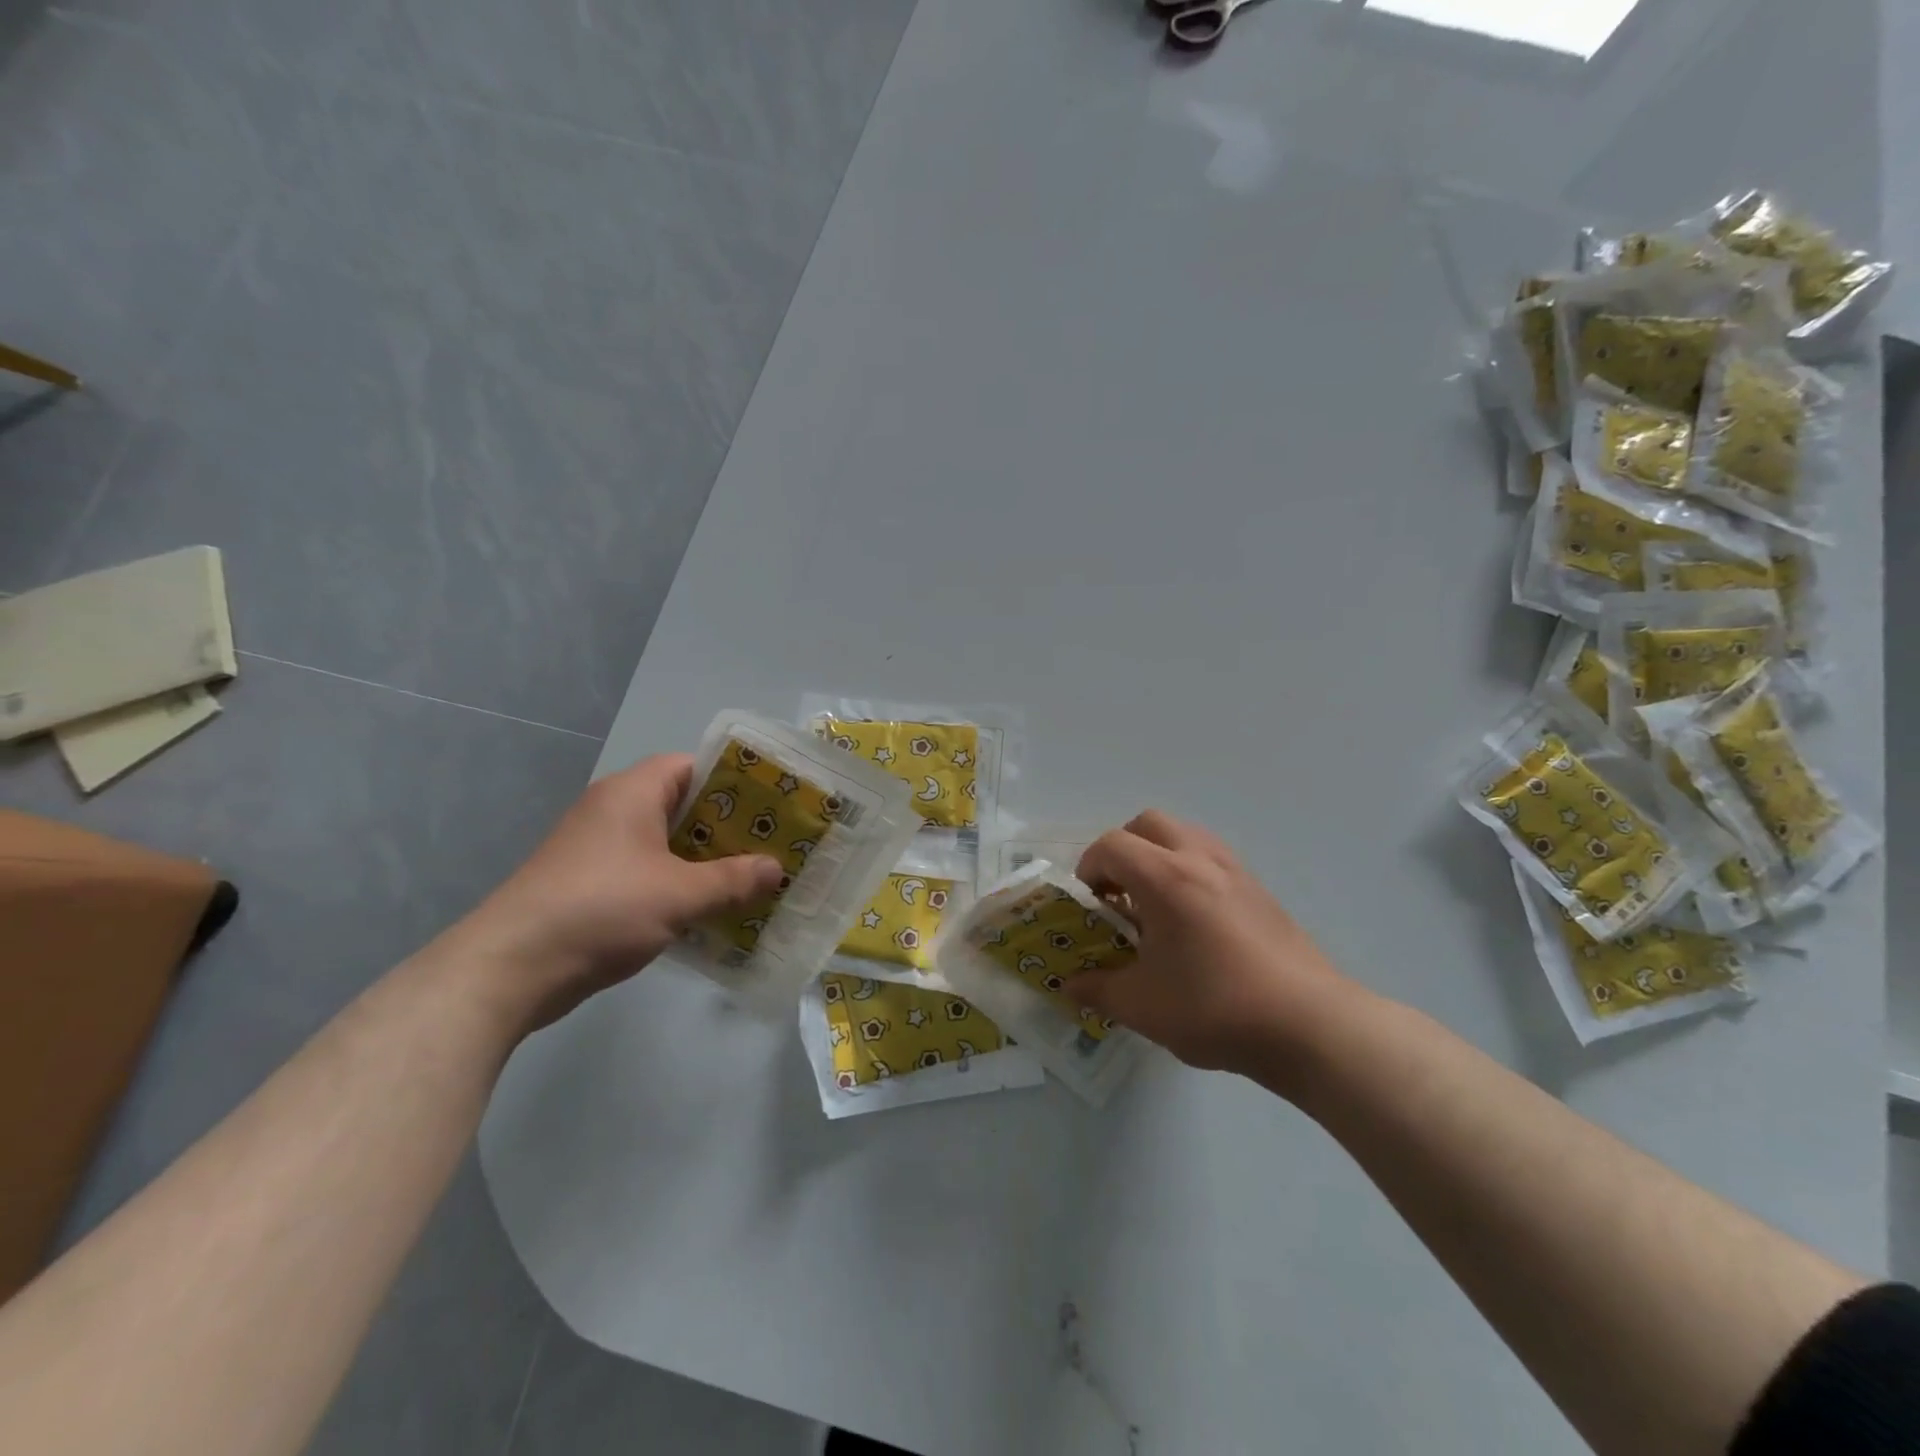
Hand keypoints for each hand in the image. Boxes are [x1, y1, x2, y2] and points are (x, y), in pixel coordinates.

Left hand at [450, 754, 783, 1033]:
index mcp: (632, 793)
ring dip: (704, 860)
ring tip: (750, 878)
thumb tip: (776, 869)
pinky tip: (708, 909)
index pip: (692, 765)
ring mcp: (597, 848)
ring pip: (665, 843)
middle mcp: (613, 810)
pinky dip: (677, 883)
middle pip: (682, 805)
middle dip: (727, 827)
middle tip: (771, 844)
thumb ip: (733, 880)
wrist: (510, 969)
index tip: (772, 803)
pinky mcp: (589, 883)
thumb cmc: (601, 910)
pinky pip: (647, 871)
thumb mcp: (680, 895)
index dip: (734, 780)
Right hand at [1067, 811, 1357, 1087]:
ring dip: (1159, 856)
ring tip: (1156, 905)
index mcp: (1165, 878)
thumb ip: (1097, 989)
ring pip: (1185, 835)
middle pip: (1148, 824)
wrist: (1309, 1025)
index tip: (1090, 904)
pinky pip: (1212, 858)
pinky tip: (1194, 922)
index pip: (1111, 845)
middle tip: (1119, 893)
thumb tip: (1070, 985)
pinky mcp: (1260, 890)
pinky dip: (1190, 871)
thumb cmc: (1215, 1008)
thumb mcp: (1142, 1006)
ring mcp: (1236, 871)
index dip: (1088, 868)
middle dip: (1123, 850)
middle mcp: (1200, 859)